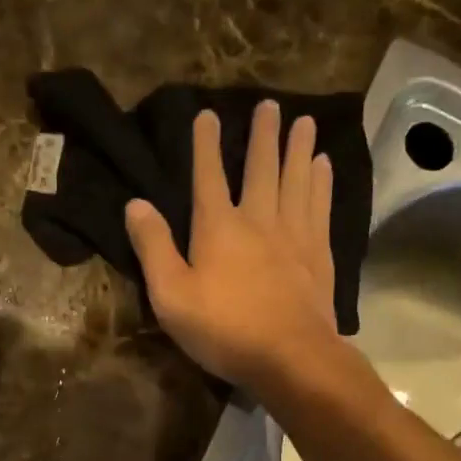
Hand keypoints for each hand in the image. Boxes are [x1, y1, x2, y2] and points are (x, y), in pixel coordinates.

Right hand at [124, 101, 338, 390]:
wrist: (290, 356)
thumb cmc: (224, 329)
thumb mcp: (171, 295)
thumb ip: (153, 248)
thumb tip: (136, 203)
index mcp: (218, 227)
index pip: (208, 176)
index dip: (205, 144)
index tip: (207, 114)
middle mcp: (259, 220)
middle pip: (262, 168)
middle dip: (263, 135)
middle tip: (270, 104)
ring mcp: (294, 234)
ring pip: (297, 180)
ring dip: (299, 149)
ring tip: (304, 121)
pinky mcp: (319, 254)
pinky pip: (320, 206)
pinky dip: (321, 183)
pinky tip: (324, 167)